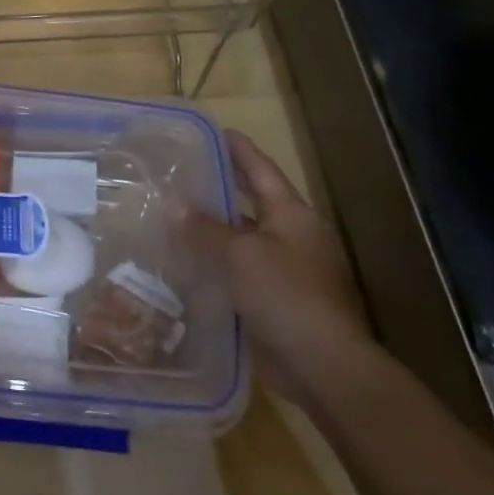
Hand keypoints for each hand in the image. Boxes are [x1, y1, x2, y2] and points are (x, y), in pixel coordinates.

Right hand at [184, 130, 376, 401]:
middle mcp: (291, 237)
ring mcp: (284, 270)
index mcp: (292, 215)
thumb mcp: (241, 254)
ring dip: (212, 230)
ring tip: (172, 216)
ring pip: (242, 240)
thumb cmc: (286, 295)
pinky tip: (183, 263)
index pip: (262, 170)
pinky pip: (238, 272)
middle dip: (222, 188)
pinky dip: (214, 265)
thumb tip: (172, 205)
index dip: (240, 150)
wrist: (322, 363)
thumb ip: (205, 229)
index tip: (216, 131)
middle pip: (252, 203)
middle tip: (184, 174)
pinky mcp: (273, 301)